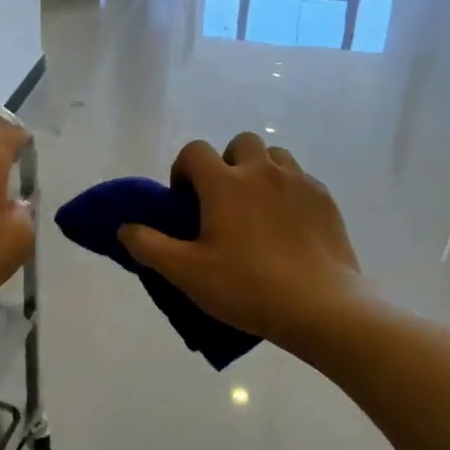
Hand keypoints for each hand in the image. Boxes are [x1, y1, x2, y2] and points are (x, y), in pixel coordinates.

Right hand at [120, 134, 362, 342]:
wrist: (321, 306)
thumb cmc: (247, 287)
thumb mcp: (187, 273)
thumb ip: (149, 246)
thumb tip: (124, 228)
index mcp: (225, 183)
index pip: (195, 151)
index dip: (183, 170)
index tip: (185, 202)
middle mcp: (262, 171)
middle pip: (240, 143)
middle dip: (226, 163)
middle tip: (223, 202)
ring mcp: (298, 182)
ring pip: (274, 157)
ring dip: (259, 172)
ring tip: (256, 210)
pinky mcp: (325, 200)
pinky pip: (300, 180)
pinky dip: (287, 192)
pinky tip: (287, 227)